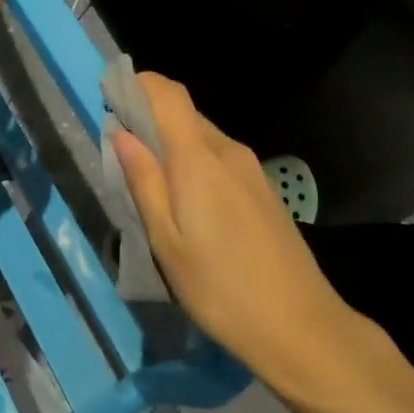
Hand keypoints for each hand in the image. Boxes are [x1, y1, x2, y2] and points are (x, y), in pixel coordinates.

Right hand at [112, 73, 389, 399]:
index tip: (109, 95)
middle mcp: (228, 151)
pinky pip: (219, 158)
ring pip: (202, 136)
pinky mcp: (264, 189)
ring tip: (148, 180)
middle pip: (184, 113)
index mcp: (199, 158)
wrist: (303, 328)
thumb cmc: (221, 289)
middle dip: (149, 117)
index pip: (168, 93)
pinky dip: (194, 161)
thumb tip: (121, 133)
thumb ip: (143, 181)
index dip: (138, 84)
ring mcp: (251, 169)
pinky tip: (186, 201)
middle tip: (119, 149)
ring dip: (171, 142)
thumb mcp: (167, 242)